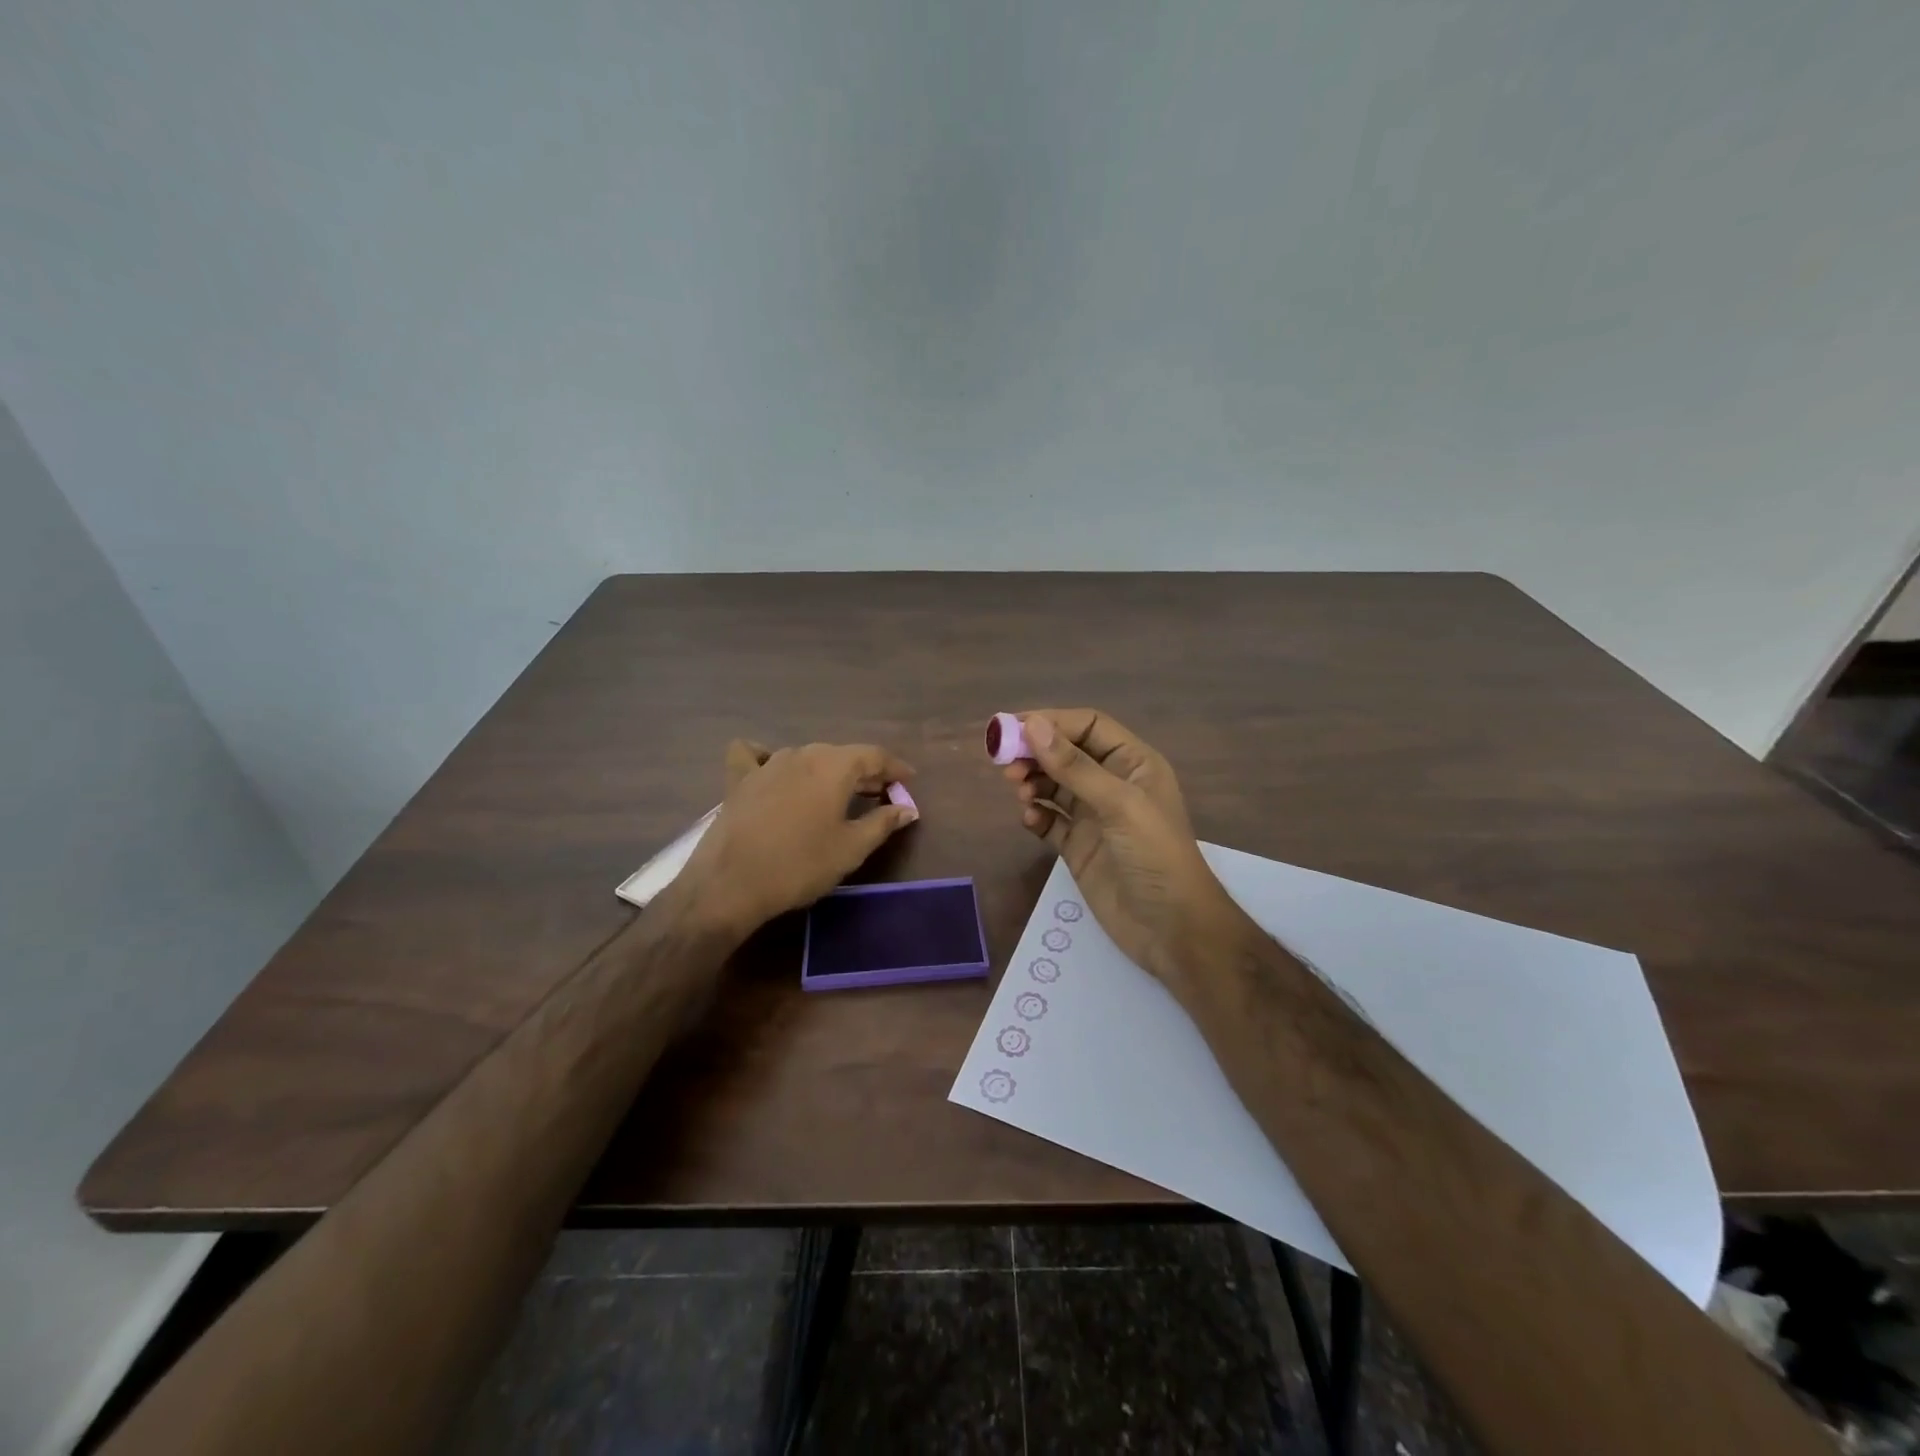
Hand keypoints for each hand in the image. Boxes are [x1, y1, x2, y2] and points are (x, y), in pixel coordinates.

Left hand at [680, 739, 918, 934]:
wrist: (730, 883)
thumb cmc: (800, 865)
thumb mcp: (851, 848)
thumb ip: (883, 823)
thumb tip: (907, 809)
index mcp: (834, 766)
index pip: (874, 755)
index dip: (895, 768)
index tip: (908, 781)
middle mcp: (802, 754)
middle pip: (841, 755)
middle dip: (864, 771)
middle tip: (880, 793)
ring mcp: (767, 764)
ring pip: (806, 757)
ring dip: (827, 770)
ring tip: (838, 792)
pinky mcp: (739, 780)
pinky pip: (757, 756)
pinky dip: (770, 759)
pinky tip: (773, 770)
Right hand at [1002, 710, 1247, 1003]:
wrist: (1171, 929)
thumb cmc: (1154, 856)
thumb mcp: (1118, 804)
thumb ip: (1074, 766)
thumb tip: (1032, 724)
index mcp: (1133, 763)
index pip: (1088, 726)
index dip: (1052, 722)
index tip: (1013, 728)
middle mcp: (1113, 784)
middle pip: (1066, 754)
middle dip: (1036, 754)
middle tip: (1006, 765)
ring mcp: (1095, 817)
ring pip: (1054, 786)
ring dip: (1033, 783)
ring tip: (1020, 793)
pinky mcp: (1079, 847)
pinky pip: (1050, 821)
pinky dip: (1035, 815)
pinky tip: (1029, 820)